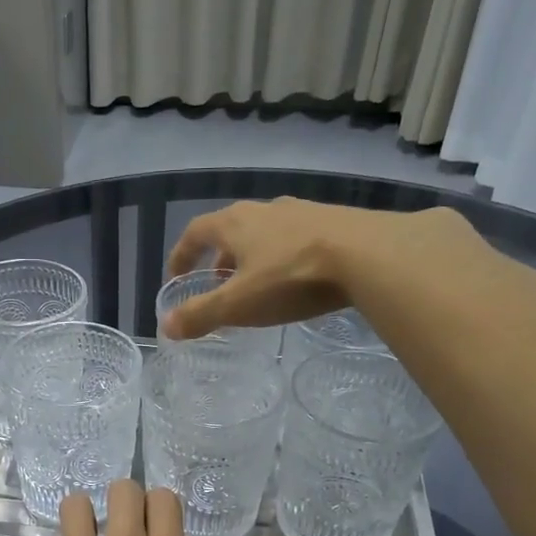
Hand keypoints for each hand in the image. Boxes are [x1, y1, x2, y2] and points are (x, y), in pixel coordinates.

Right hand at [157, 198, 367, 338]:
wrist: (369, 254)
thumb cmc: (292, 277)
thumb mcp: (239, 304)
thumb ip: (201, 315)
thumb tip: (166, 326)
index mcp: (235, 223)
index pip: (195, 232)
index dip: (181, 255)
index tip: (176, 277)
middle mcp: (265, 210)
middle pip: (231, 229)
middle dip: (218, 257)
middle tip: (217, 284)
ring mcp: (303, 212)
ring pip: (266, 233)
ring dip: (252, 256)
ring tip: (256, 284)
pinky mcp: (335, 222)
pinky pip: (297, 238)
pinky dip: (284, 257)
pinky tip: (298, 279)